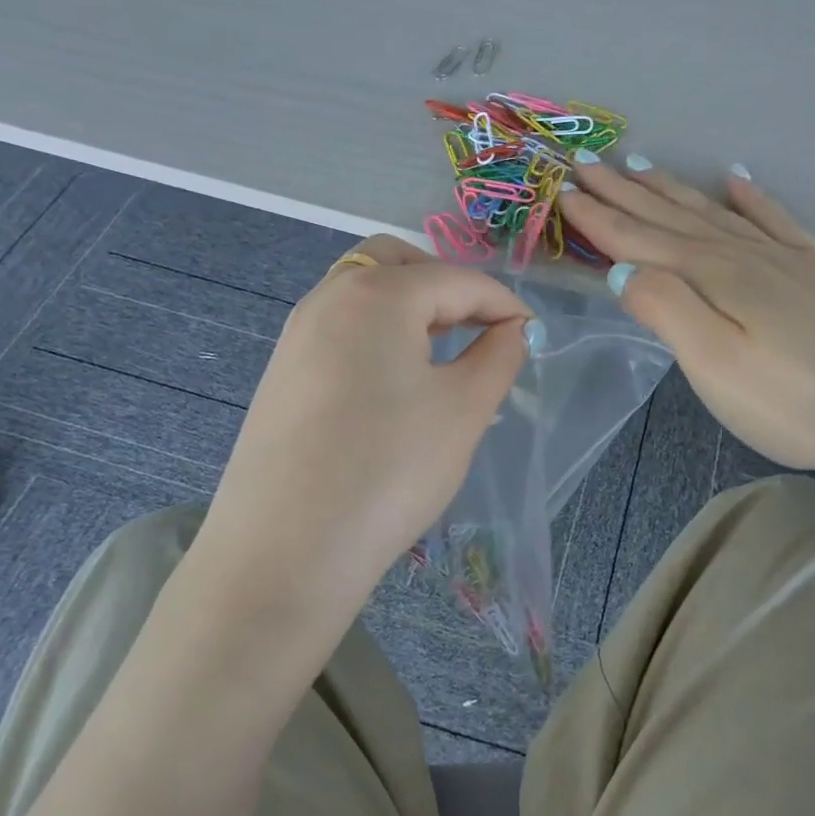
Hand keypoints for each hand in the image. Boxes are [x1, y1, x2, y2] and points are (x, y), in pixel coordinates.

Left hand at [196, 236, 531, 625]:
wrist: (286, 551)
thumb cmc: (389, 469)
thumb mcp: (463, 410)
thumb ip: (498, 356)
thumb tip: (513, 330)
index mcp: (377, 293)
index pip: (457, 280)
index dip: (503, 304)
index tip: (532, 336)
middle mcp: (328, 297)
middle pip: (399, 265)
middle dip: (447, 287)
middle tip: (480, 332)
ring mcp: (296, 334)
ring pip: (364, 294)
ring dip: (410, 309)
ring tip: (443, 357)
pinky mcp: (282, 373)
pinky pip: (341, 330)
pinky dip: (378, 335)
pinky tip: (395, 386)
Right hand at [558, 162, 814, 478]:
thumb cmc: (791, 400)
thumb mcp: (714, 363)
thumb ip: (666, 309)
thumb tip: (623, 269)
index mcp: (712, 276)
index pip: (639, 239)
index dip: (599, 216)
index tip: (564, 189)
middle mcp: (742, 254)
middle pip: (671, 217)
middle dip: (625, 191)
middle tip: (588, 161)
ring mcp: (783, 259)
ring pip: (714, 213)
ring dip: (673, 190)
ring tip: (643, 165)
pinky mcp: (814, 272)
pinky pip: (774, 220)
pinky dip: (751, 197)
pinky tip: (739, 179)